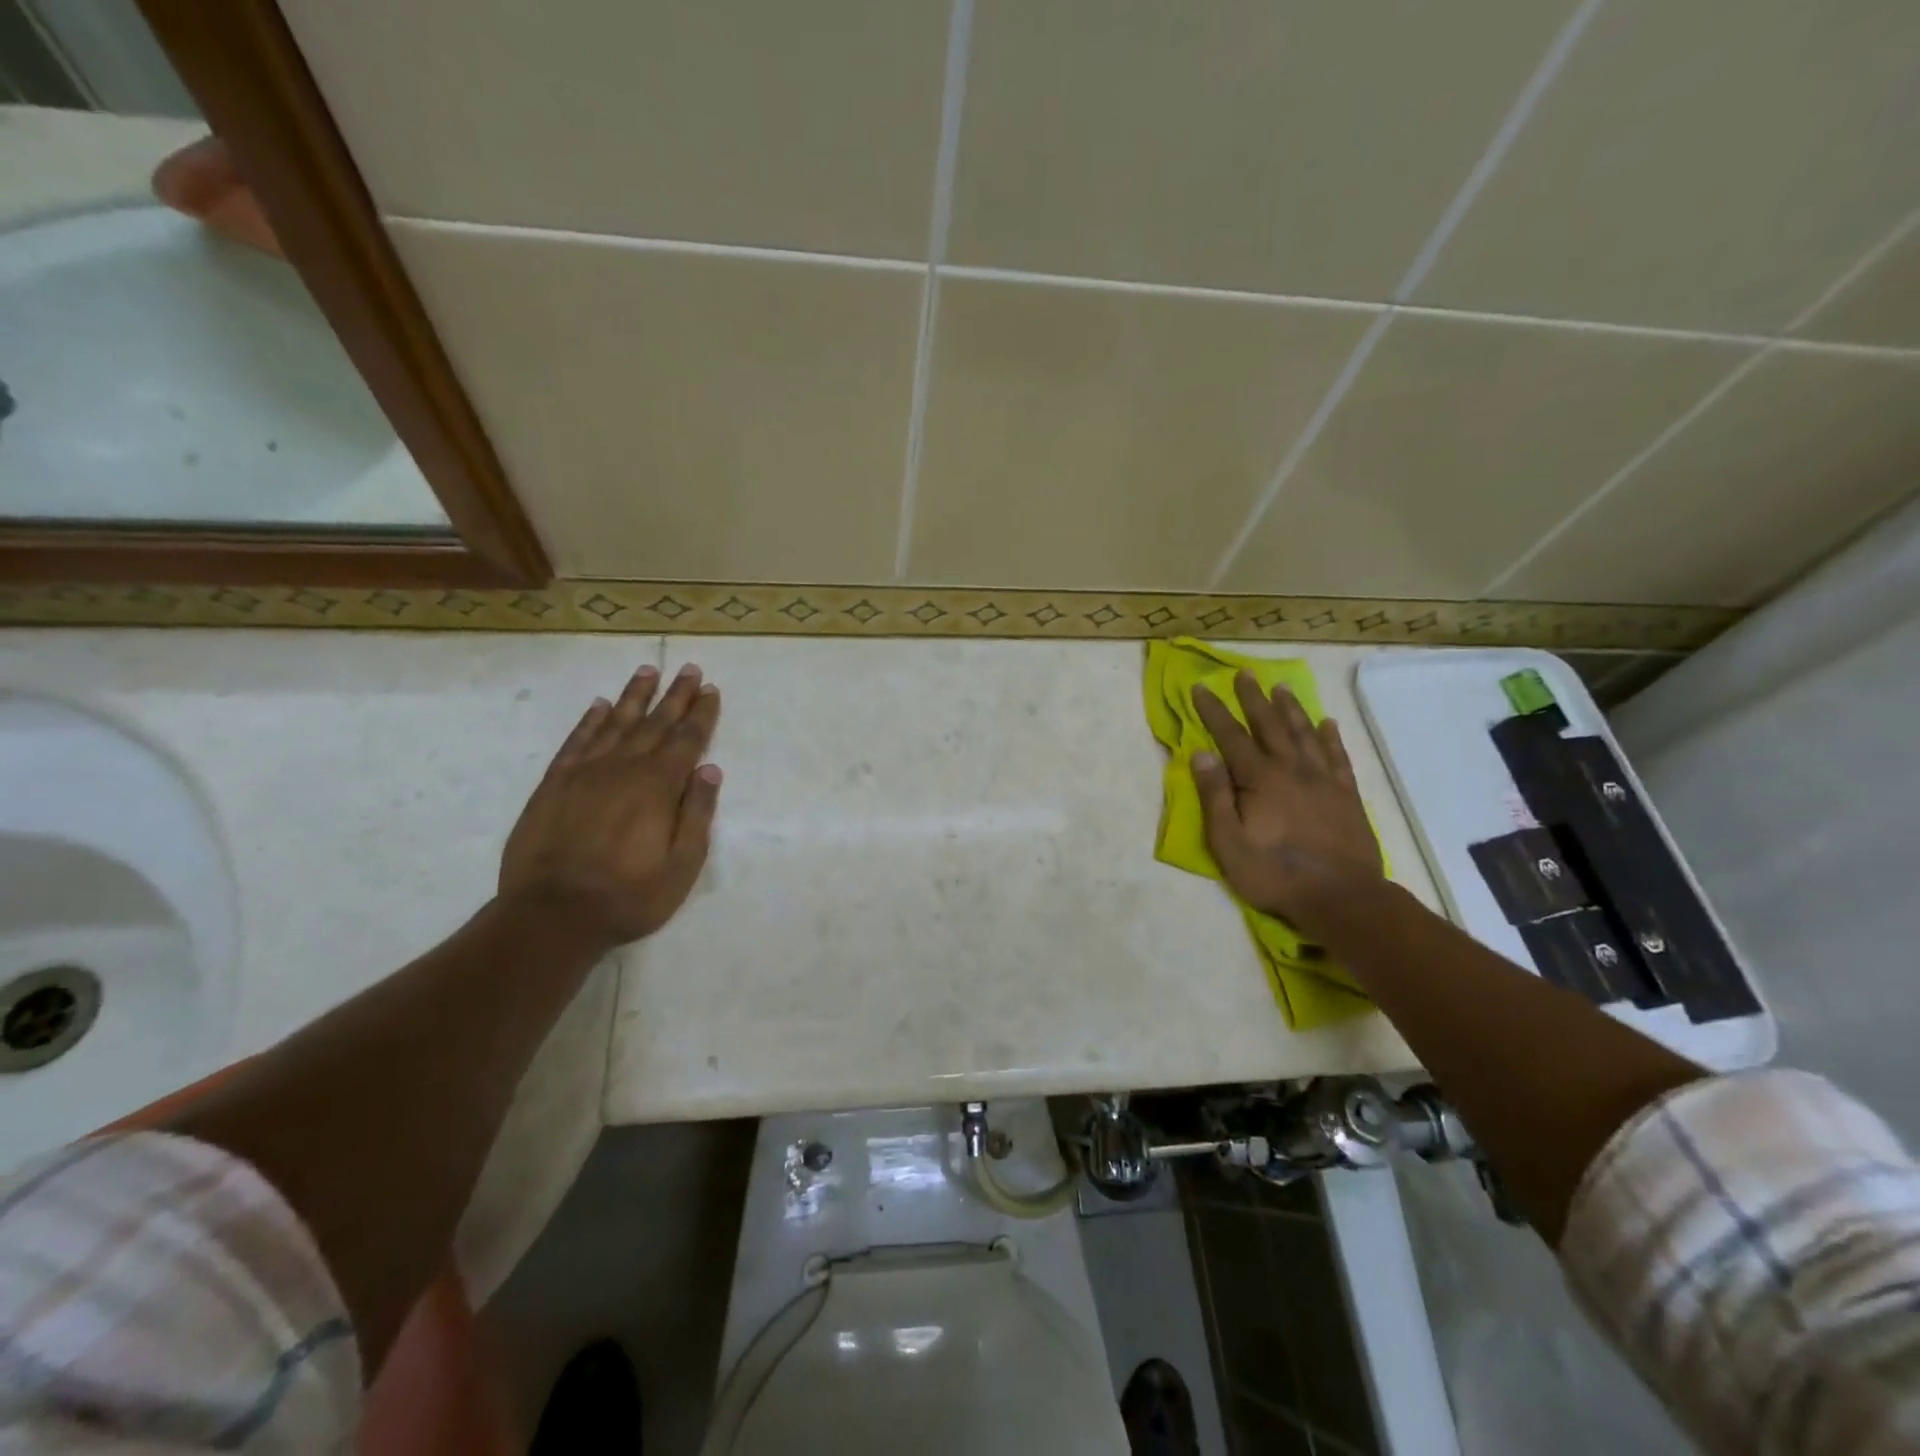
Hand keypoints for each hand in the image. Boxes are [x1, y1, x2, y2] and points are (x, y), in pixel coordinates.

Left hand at [500, 662, 721, 948]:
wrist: (551, 914)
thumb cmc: (629, 895)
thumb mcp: (682, 865)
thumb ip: (698, 814)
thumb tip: (710, 770)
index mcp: (659, 786)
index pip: (687, 740)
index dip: (701, 714)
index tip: (711, 689)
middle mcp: (624, 768)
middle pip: (655, 722)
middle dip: (675, 695)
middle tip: (689, 668)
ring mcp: (585, 772)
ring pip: (615, 722)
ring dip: (634, 696)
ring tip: (648, 671)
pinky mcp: (554, 783)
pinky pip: (576, 741)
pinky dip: (590, 720)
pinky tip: (599, 705)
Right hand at [1191, 672, 1384, 937]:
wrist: (1341, 897)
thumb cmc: (1275, 873)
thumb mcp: (1228, 842)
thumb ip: (1215, 796)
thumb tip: (1200, 754)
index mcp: (1259, 779)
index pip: (1230, 736)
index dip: (1213, 711)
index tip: (1200, 687)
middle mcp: (1291, 769)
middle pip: (1270, 725)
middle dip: (1253, 698)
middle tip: (1244, 673)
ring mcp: (1323, 780)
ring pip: (1304, 733)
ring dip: (1291, 709)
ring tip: (1282, 688)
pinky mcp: (1346, 795)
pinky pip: (1337, 756)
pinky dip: (1331, 737)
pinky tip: (1328, 723)